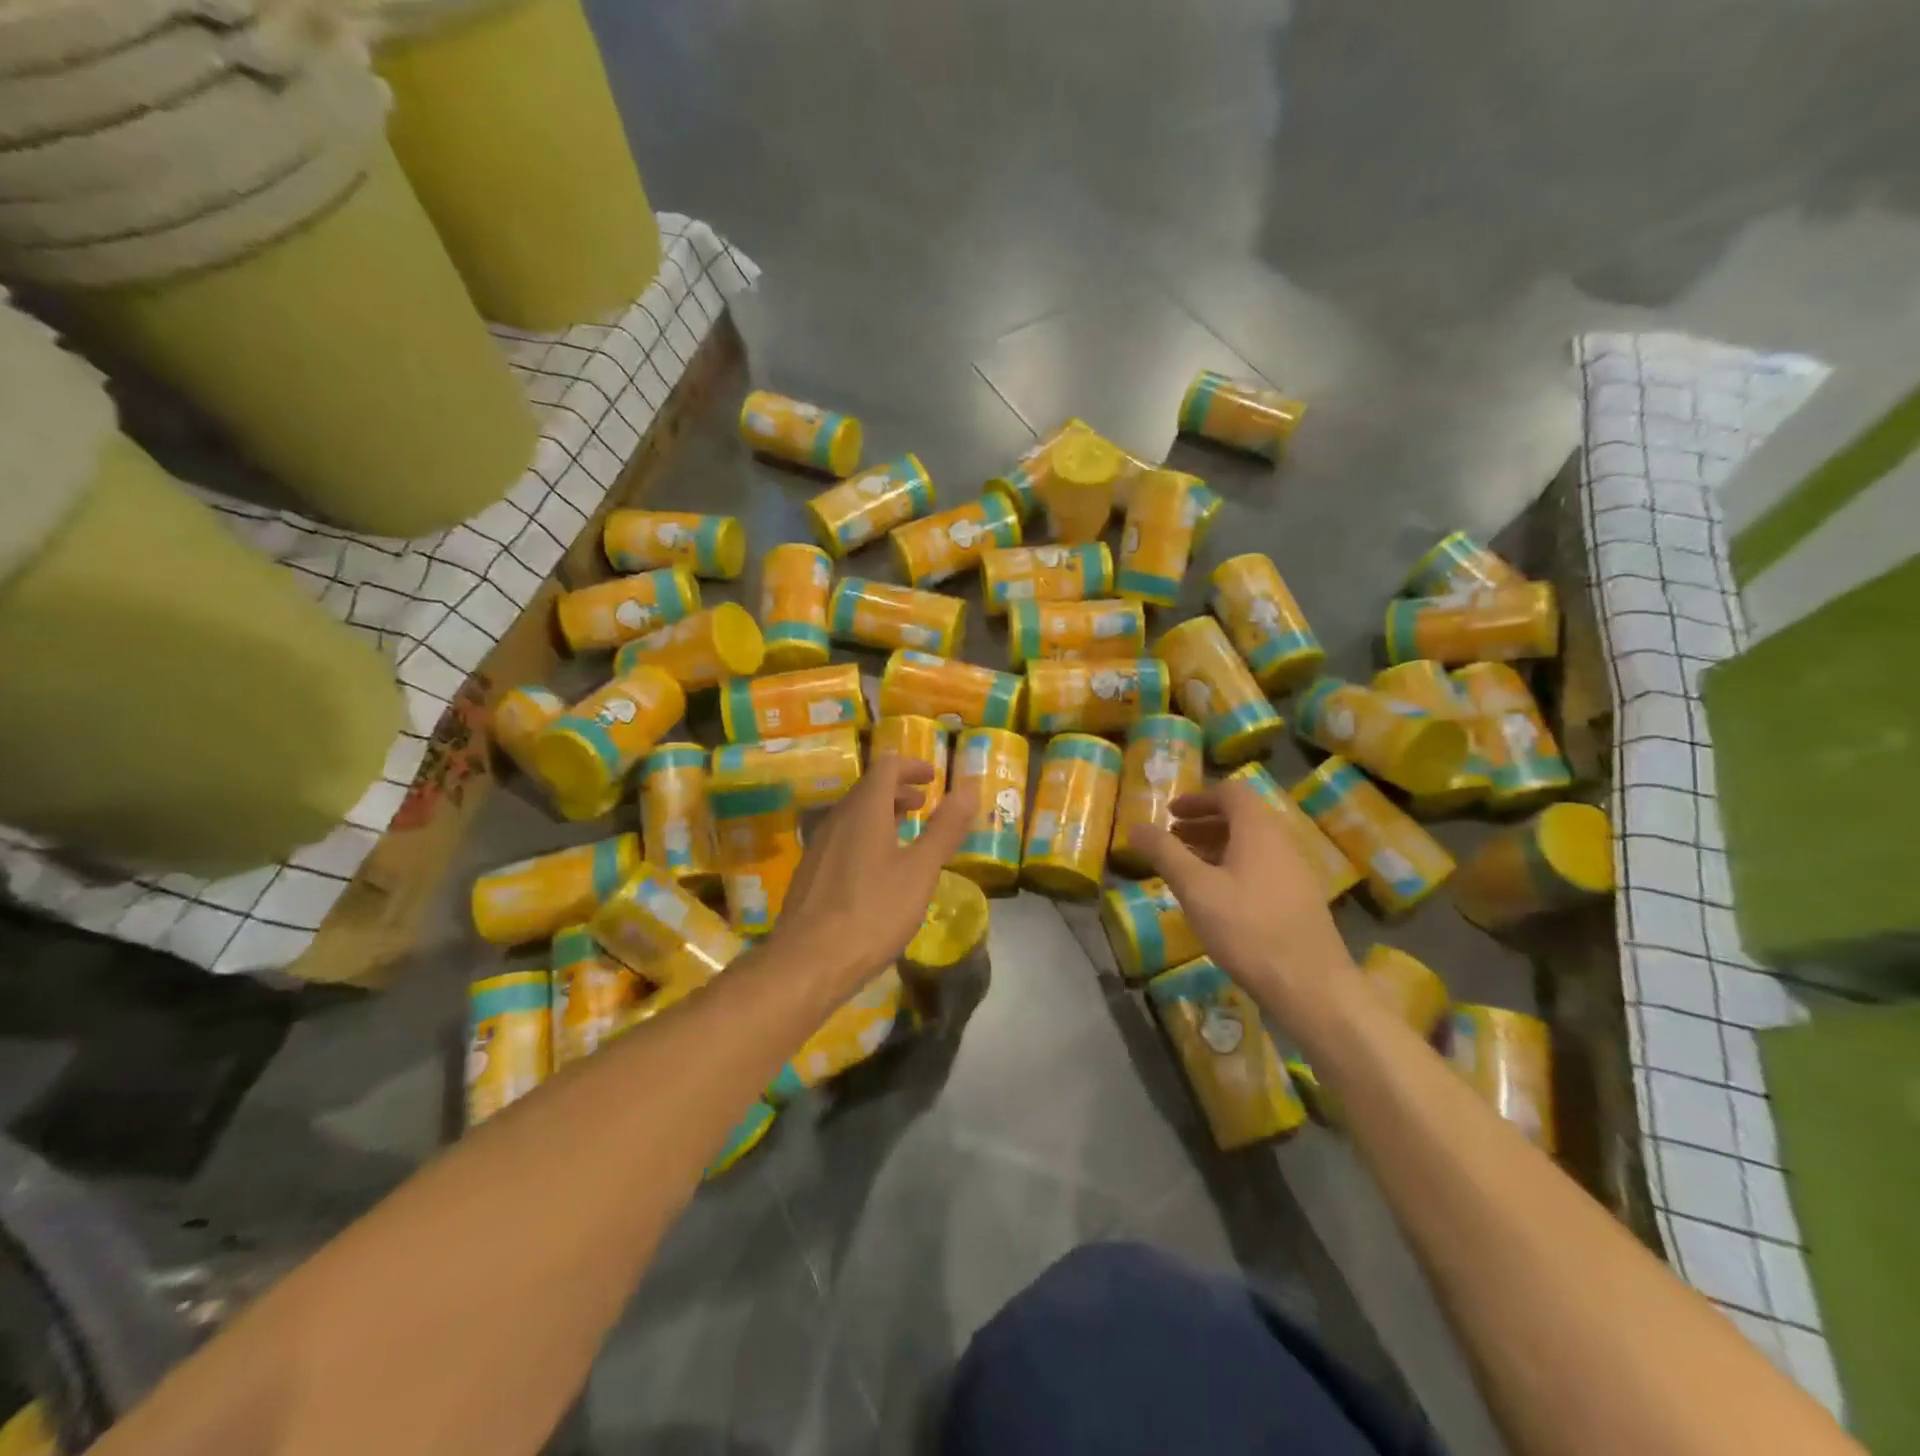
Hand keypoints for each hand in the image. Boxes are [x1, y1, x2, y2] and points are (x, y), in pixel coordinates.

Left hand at [771, 752, 976, 989]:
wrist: (808, 962)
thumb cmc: (872, 912)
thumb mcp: (920, 871)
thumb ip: (944, 829)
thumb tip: (967, 788)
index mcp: (865, 810)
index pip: (886, 766)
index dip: (912, 766)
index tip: (934, 778)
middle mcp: (837, 819)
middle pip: (868, 789)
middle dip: (899, 790)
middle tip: (924, 804)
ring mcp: (819, 846)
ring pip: (854, 815)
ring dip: (882, 814)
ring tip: (906, 834)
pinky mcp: (811, 873)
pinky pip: (842, 838)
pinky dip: (866, 836)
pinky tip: (878, 870)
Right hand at [1130, 779, 1356, 1024]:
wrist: (1311, 985)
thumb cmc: (1247, 929)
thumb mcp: (1195, 889)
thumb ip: (1164, 853)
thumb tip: (1136, 827)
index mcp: (1259, 830)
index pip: (1231, 793)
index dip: (1198, 798)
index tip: (1170, 813)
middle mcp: (1282, 842)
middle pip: (1242, 817)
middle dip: (1204, 822)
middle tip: (1173, 838)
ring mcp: (1296, 871)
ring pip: (1252, 844)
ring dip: (1218, 845)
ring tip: (1188, 866)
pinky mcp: (1300, 899)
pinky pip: (1262, 866)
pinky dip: (1234, 866)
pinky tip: (1217, 896)